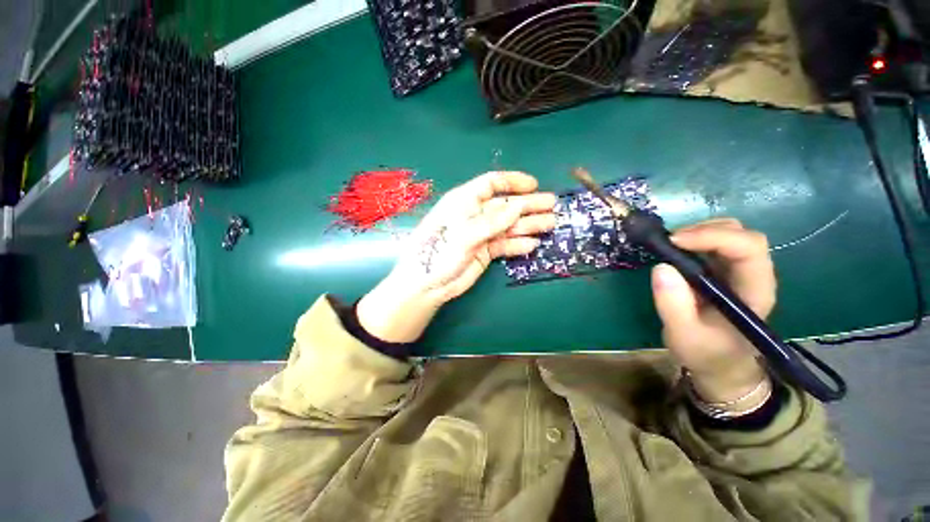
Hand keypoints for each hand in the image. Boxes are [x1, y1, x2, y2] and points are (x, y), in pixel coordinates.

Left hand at [357, 171, 556, 342]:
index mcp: (465, 201)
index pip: (492, 184)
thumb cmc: (438, 252)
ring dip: (529, 224)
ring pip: (508, 226)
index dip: (513, 182)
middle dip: (529, 204)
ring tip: (551, 224)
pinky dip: (518, 244)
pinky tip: (532, 245)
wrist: (427, 285)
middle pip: (506, 206)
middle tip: (553, 206)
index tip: (535, 185)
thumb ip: (492, 221)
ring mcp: (481, 234)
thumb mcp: (464, 233)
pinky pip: (504, 245)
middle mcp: (475, 215)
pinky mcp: (484, 252)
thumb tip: (518, 206)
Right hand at [651, 218, 775, 403]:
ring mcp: (738, 272)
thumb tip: (661, 267)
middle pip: (741, 234)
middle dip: (704, 230)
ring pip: (728, 234)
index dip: (713, 237)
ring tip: (669, 245)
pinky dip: (692, 240)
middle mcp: (752, 275)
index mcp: (755, 291)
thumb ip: (673, 305)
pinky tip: (674, 251)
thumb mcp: (684, 336)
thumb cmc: (706, 354)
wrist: (719, 365)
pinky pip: (712, 244)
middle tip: (669, 242)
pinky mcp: (722, 272)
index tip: (674, 242)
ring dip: (698, 232)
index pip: (749, 248)